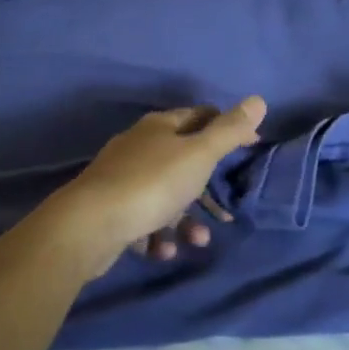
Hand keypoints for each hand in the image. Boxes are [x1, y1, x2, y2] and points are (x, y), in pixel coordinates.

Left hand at [47, 98, 266, 276]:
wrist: (90, 224)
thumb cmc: (152, 183)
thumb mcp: (198, 155)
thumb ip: (229, 131)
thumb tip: (258, 100)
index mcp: (159, 126)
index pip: (199, 117)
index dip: (226, 129)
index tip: (251, 146)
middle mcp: (139, 146)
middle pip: (182, 161)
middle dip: (206, 190)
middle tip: (225, 213)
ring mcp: (122, 178)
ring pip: (165, 196)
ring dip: (185, 221)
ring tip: (196, 241)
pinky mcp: (110, 210)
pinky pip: (144, 220)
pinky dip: (158, 235)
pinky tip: (162, 250)